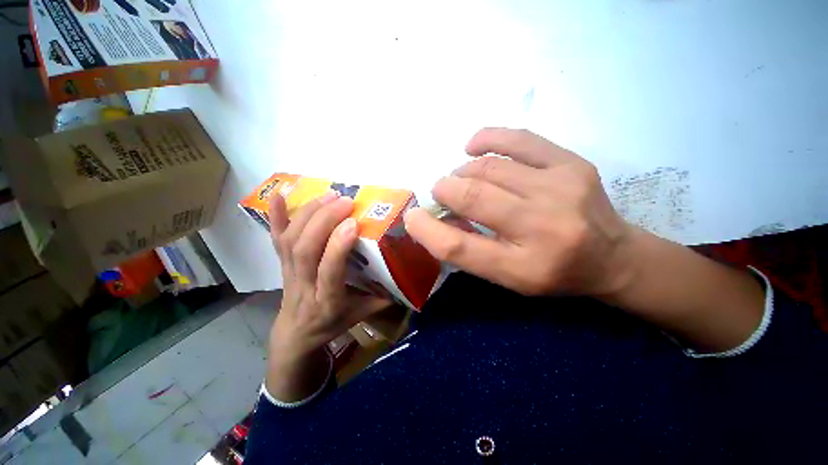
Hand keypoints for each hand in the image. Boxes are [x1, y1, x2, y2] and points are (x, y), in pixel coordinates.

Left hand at [267, 191, 389, 400]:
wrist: (296, 334)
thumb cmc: (332, 323)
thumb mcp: (361, 315)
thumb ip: (383, 298)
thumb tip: (406, 277)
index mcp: (328, 300)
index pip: (328, 271)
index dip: (338, 246)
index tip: (354, 223)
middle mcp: (304, 285)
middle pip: (306, 249)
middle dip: (324, 220)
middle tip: (346, 201)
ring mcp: (288, 272)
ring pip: (291, 239)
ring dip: (309, 213)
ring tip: (330, 195)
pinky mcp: (280, 264)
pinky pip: (274, 239)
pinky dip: (275, 216)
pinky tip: (279, 195)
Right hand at [404, 128, 634, 297]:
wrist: (613, 257)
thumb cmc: (553, 273)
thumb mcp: (507, 276)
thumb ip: (468, 250)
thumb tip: (437, 217)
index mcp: (522, 268)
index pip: (458, 247)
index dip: (426, 229)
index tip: (413, 217)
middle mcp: (542, 228)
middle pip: (471, 197)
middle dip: (444, 190)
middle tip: (441, 193)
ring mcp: (560, 189)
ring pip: (487, 168)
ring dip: (462, 173)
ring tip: (461, 179)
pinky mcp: (571, 164)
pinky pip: (518, 139)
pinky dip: (486, 139)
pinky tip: (472, 147)